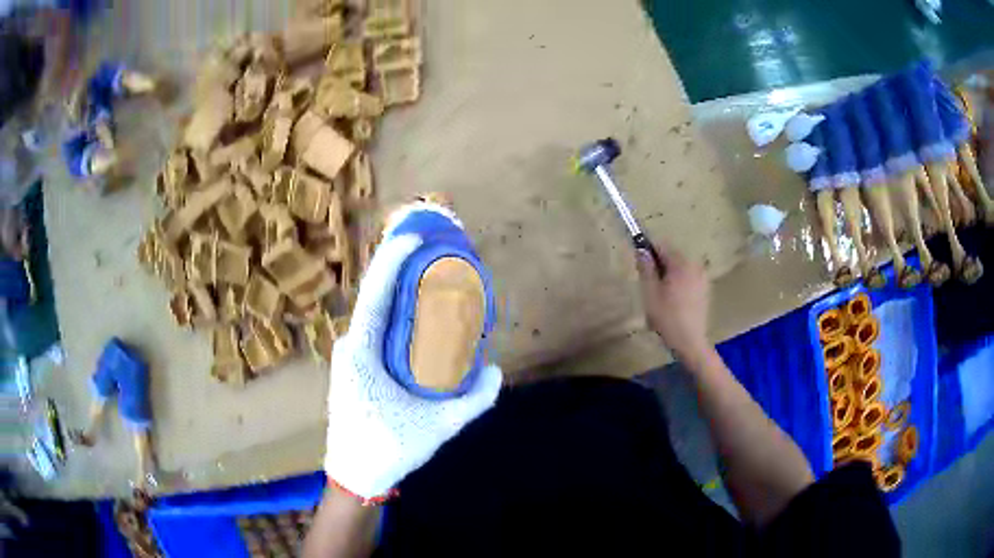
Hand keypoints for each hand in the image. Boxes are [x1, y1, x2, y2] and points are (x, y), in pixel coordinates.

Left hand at [325, 211, 501, 499]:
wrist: (354, 476)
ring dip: (400, 291)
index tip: (413, 236)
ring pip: (375, 313)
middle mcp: (351, 346)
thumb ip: (473, 401)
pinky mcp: (355, 366)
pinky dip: (397, 314)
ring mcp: (350, 356)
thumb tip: (498, 371)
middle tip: (435, 252)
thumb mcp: (436, 427)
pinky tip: (419, 315)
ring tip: (431, 276)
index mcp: (361, 353)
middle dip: (401, 269)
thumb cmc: (387, 449)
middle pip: (375, 297)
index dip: (391, 261)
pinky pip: (376, 329)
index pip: (374, 295)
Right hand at [636, 242, 711, 361]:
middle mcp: (694, 265)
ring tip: (660, 295)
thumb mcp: (650, 293)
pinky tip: (673, 301)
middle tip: (648, 284)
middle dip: (658, 264)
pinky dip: (678, 282)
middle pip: (671, 256)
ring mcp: (702, 277)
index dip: (647, 250)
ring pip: (680, 267)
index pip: (661, 245)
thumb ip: (645, 268)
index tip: (638, 263)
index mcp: (681, 263)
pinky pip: (688, 278)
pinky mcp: (705, 289)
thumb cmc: (667, 317)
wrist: (690, 342)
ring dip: (668, 274)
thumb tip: (641, 250)